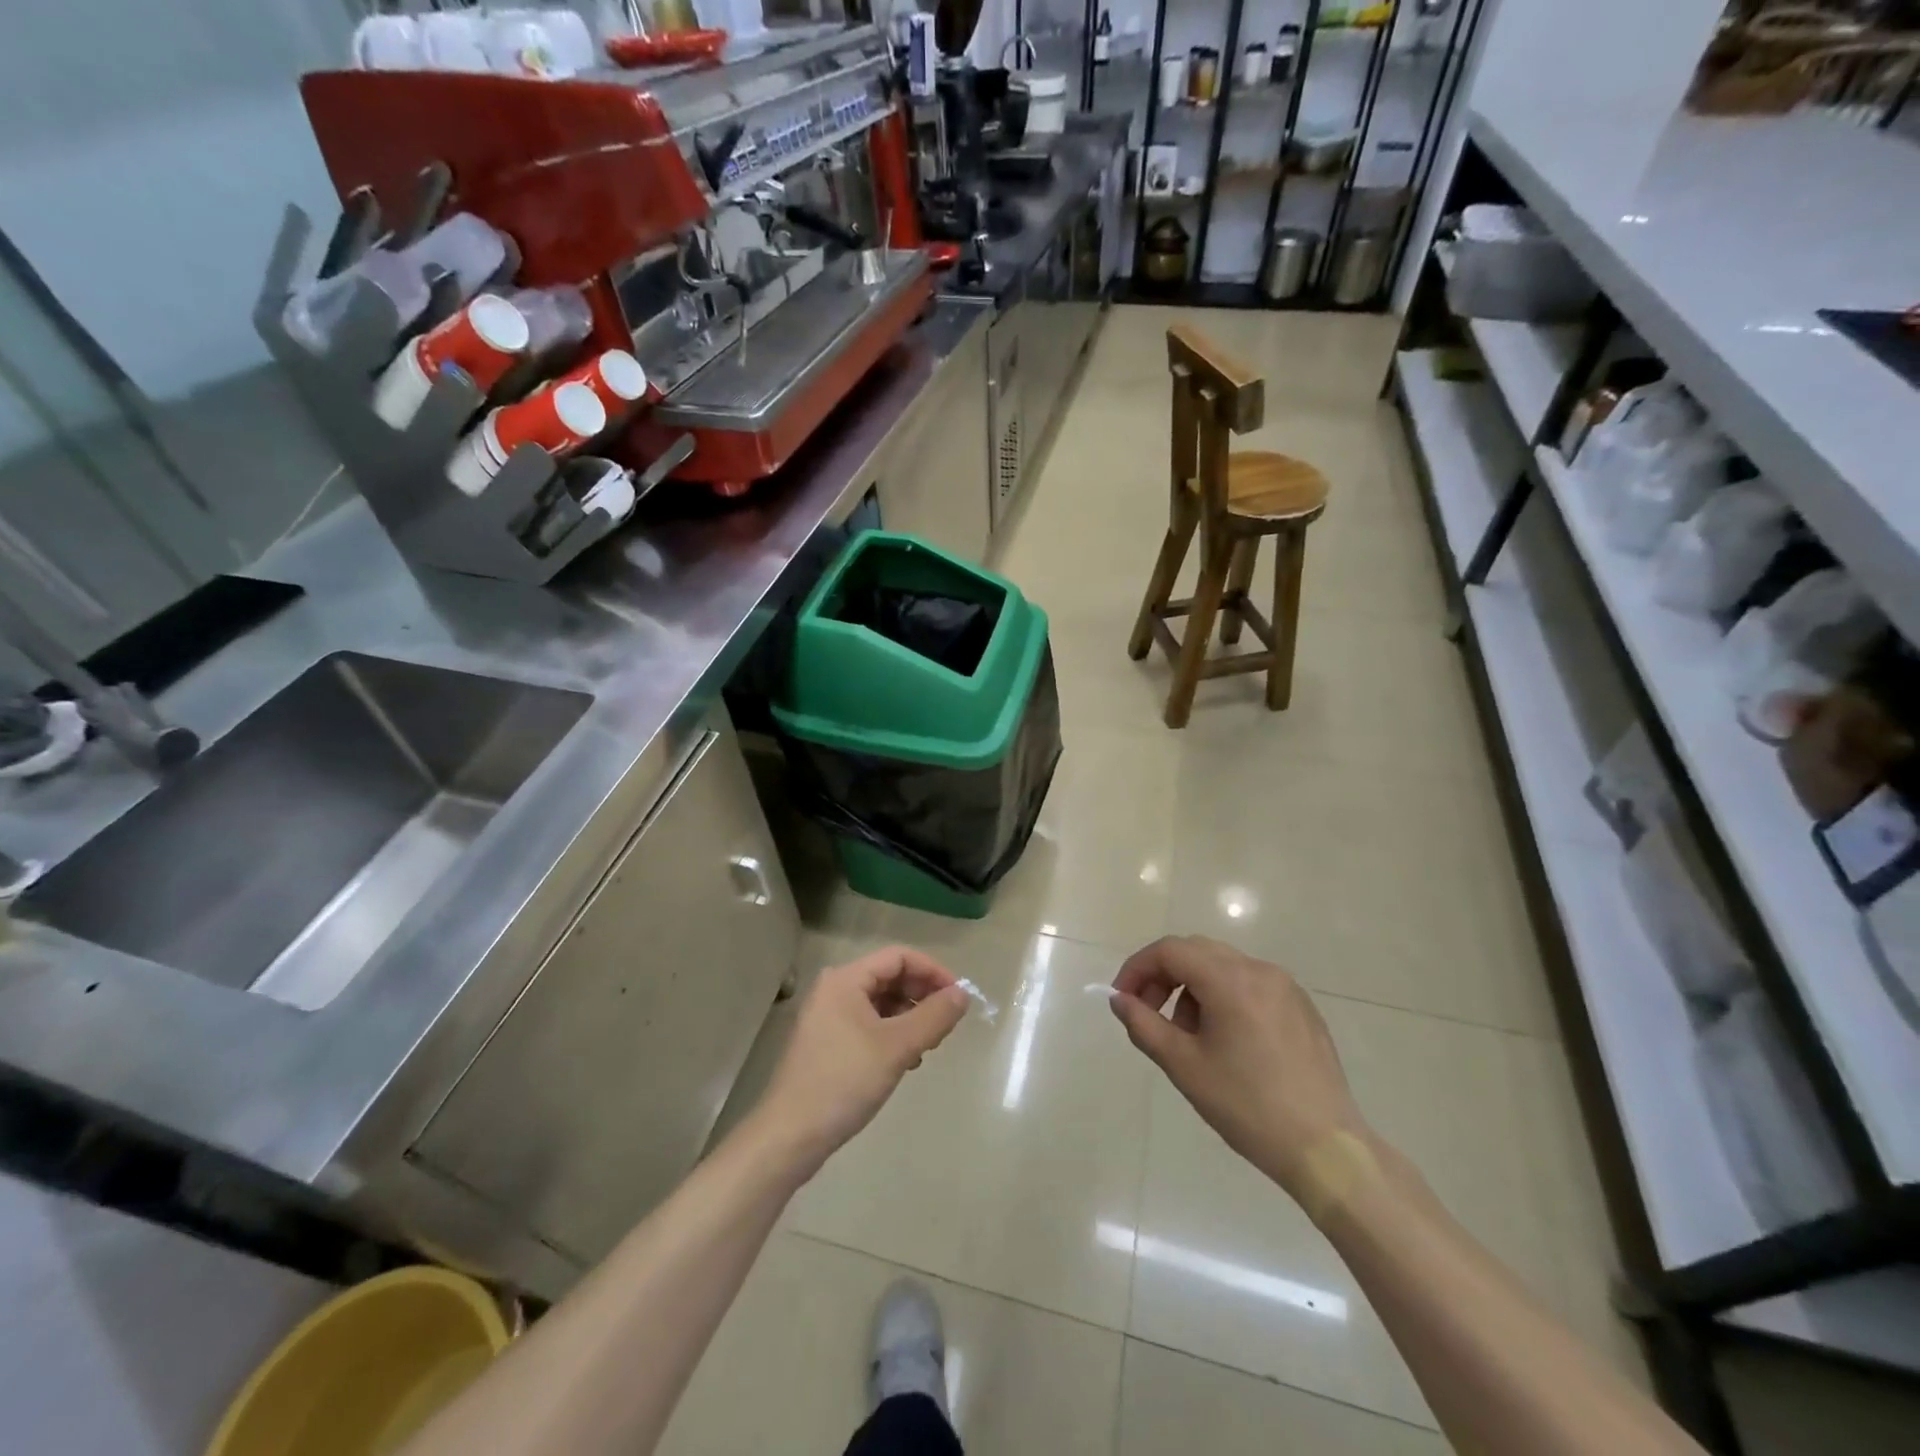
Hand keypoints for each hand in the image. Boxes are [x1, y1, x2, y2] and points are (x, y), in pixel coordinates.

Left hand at [756, 945, 969, 1175]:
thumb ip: (934, 1016)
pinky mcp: (827, 1043)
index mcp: (846, 979)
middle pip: (890, 977)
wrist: (789, 1136)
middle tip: (945, 1026)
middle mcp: (835, 989)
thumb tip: (963, 993)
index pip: (900, 957)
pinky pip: (869, 1025)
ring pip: (881, 1003)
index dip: (933, 972)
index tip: (959, 999)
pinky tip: (905, 1062)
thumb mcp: (897, 1047)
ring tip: (927, 1048)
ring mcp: (828, 1017)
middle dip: (922, 997)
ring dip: (909, 1019)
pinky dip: (892, 1036)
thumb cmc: (844, 1081)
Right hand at [1111, 936, 1370, 1203]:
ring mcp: (1285, 986)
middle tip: (1148, 1014)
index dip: (1138, 968)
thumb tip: (1120, 999)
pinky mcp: (1301, 1006)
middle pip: (1196, 952)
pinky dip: (1224, 997)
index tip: (1122, 999)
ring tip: (1189, 1036)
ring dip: (1193, 988)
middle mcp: (1258, 970)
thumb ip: (1144, 1024)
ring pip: (1223, 967)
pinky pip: (1250, 984)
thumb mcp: (1184, 1066)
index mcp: (1229, 980)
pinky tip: (1226, 1042)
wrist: (1326, 1148)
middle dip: (1164, 976)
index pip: (1169, 951)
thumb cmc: (1247, 1106)